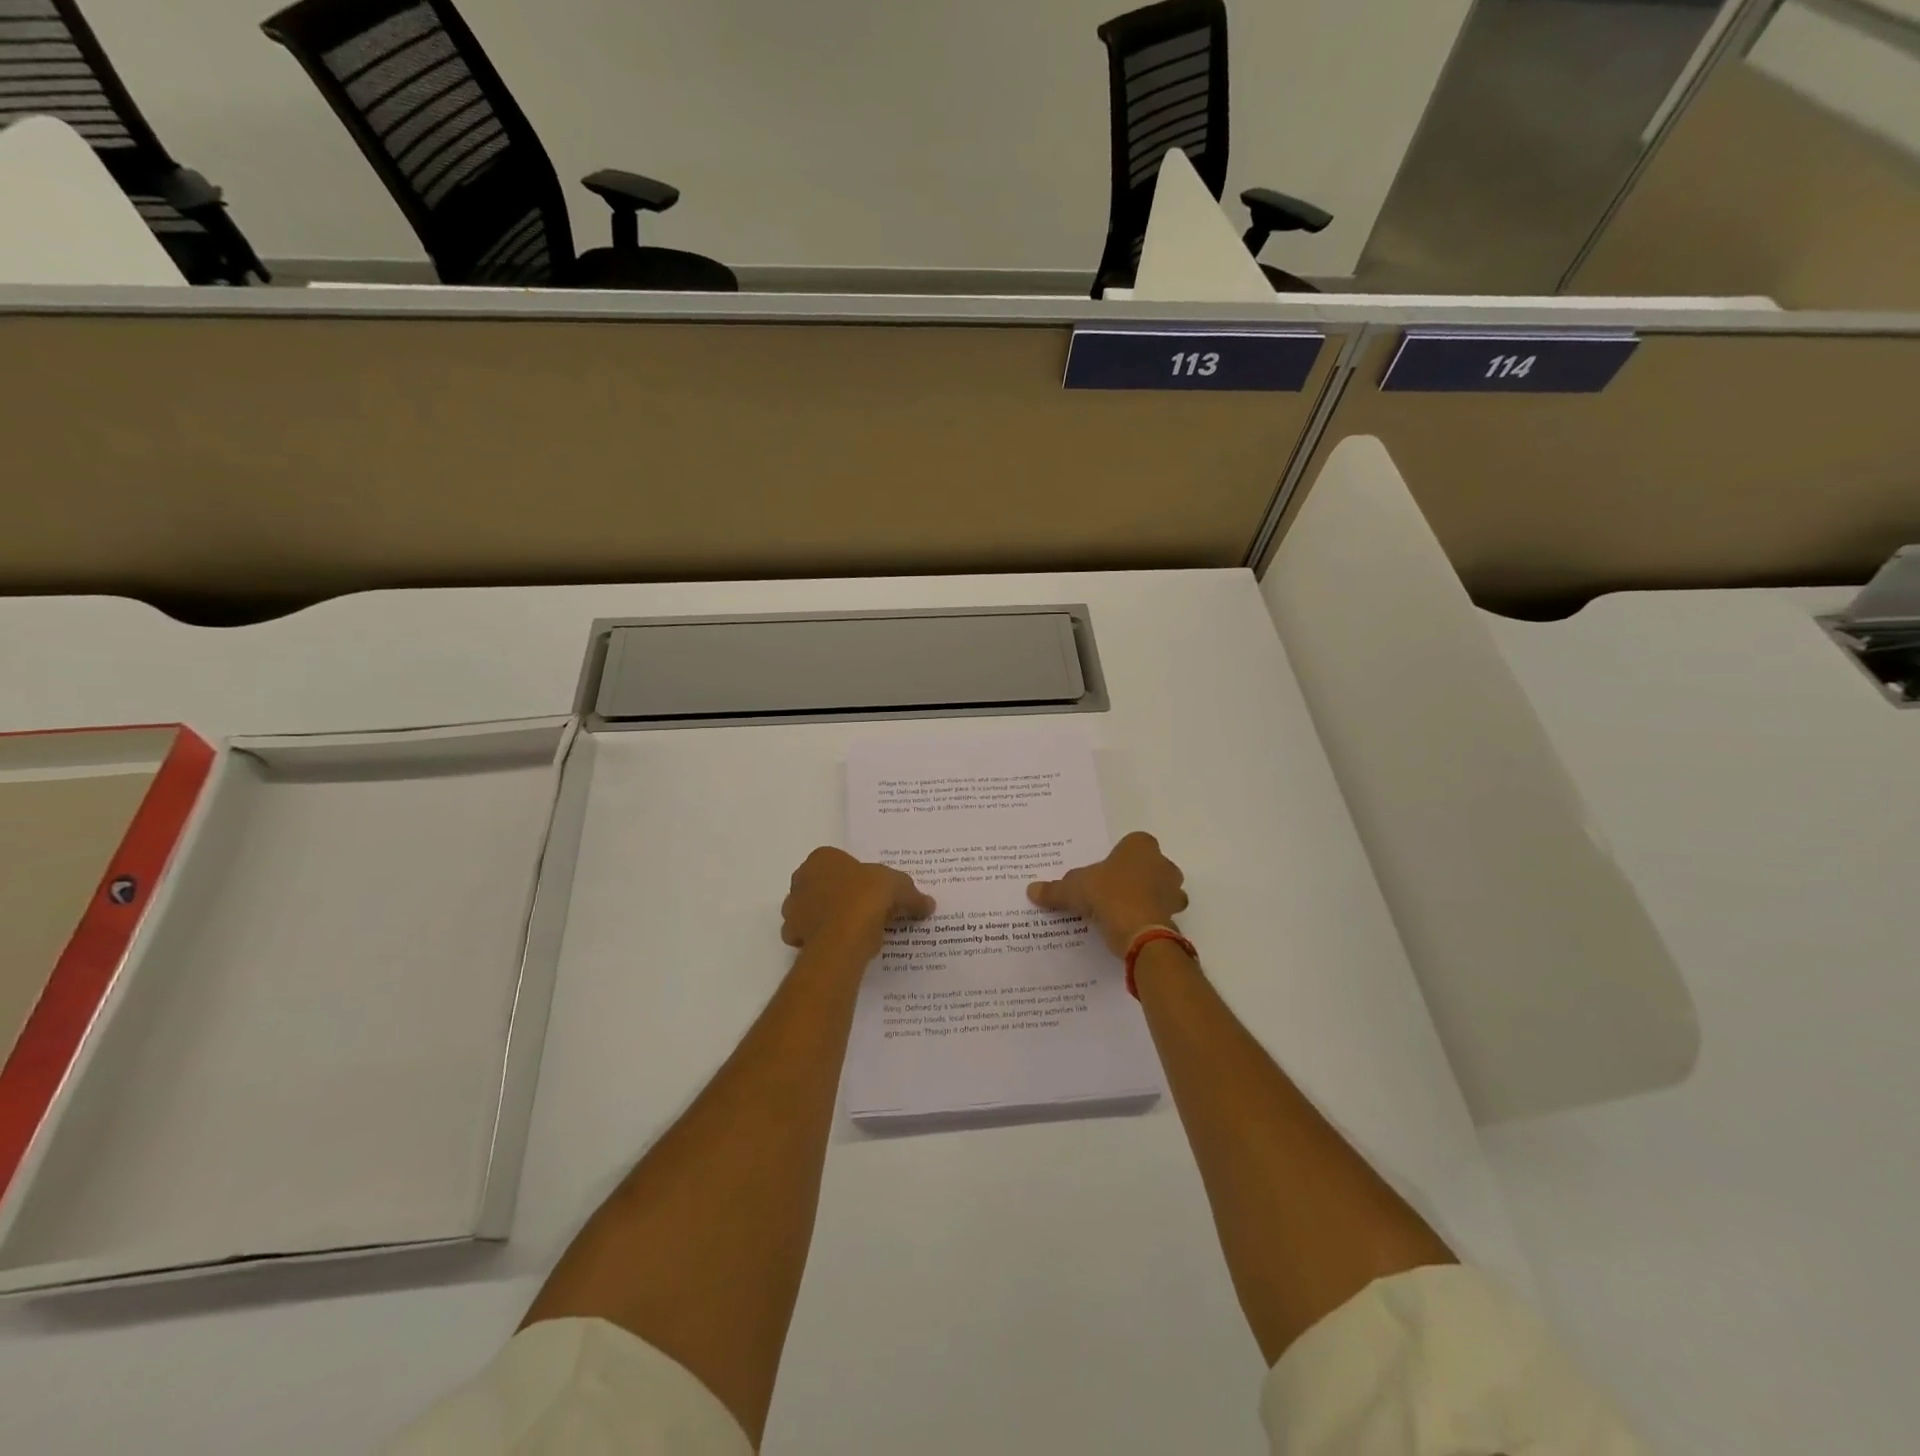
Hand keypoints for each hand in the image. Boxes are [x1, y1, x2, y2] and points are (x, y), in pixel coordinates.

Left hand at [781, 848, 934, 957]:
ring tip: (856, 931)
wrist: (843, 937)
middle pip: (823, 886)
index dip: (857, 877)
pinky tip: (843, 946)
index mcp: (822, 858)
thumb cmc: (866, 897)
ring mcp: (793, 908)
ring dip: (829, 918)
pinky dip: (824, 940)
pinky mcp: (793, 936)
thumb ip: (912, 895)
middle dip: (840, 896)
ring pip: (813, 911)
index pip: (839, 863)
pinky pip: (811, 936)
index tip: (873, 892)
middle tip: (866, 911)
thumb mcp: (899, 888)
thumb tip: (928, 904)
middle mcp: (801, 879)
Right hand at [1027, 831, 1187, 955]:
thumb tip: (1031, 890)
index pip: (1132, 843)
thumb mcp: (1073, 890)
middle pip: (1149, 865)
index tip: (1105, 871)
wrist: (1140, 932)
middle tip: (1111, 891)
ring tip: (1122, 912)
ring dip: (1147, 898)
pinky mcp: (1175, 916)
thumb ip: (1055, 889)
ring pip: (1161, 890)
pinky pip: (1162, 913)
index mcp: (1140, 846)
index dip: (1119, 856)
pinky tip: (1131, 928)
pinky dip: (1150, 919)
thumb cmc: (1108, 895)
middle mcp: (1163, 863)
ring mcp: (1173, 890)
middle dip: (1135, 877)